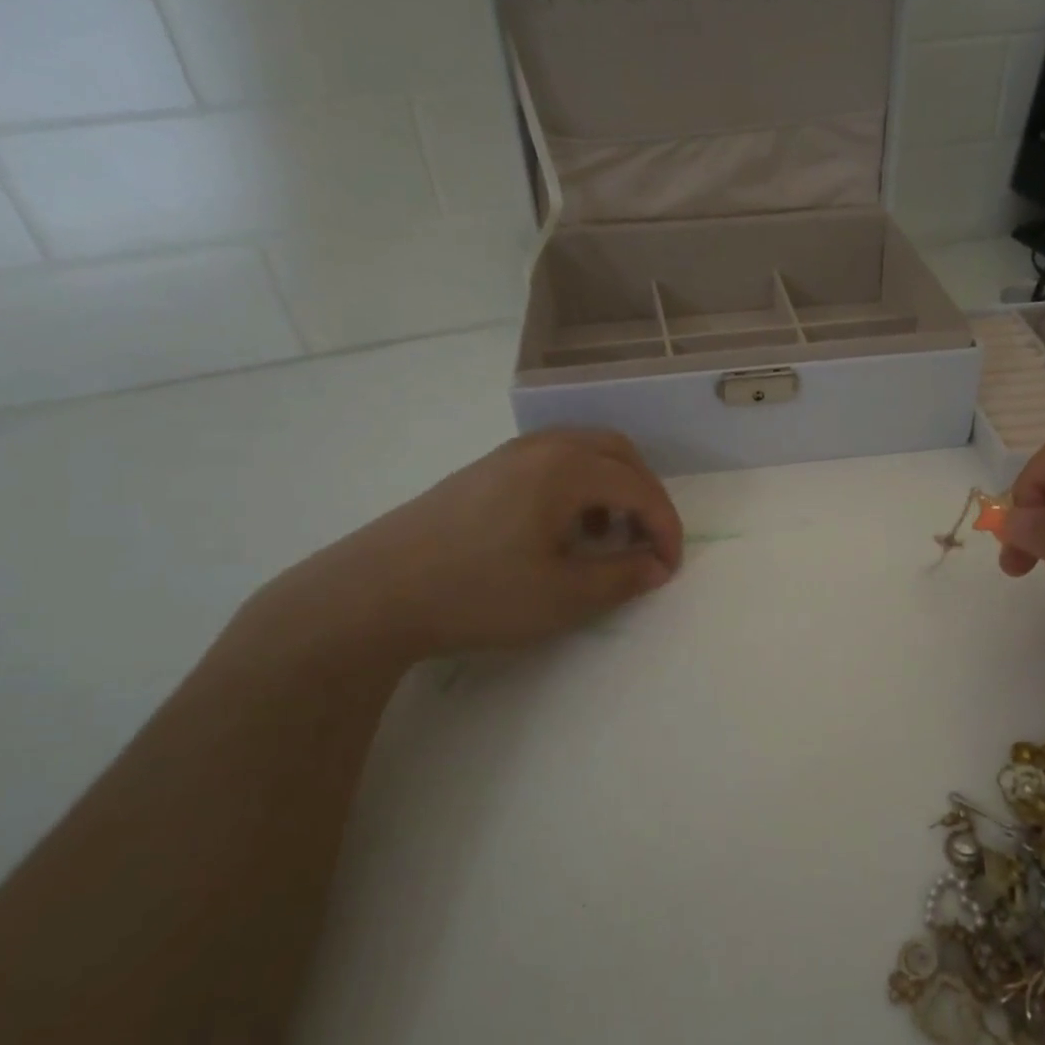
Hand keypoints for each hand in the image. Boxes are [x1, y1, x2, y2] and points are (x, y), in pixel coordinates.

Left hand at [266, 428, 683, 662]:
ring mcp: (507, 455)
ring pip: (582, 451)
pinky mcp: (483, 471)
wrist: (375, 593)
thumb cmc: (479, 594)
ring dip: (610, 486)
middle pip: (616, 452)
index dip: (665, 526)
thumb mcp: (563, 596)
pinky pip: (551, 461)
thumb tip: (657, 566)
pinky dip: (577, 485)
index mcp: (566, 469)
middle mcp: (541, 447)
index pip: (639, 487)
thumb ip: (622, 577)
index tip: (669, 567)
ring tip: (605, 536)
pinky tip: (560, 529)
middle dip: (643, 494)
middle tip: (646, 541)